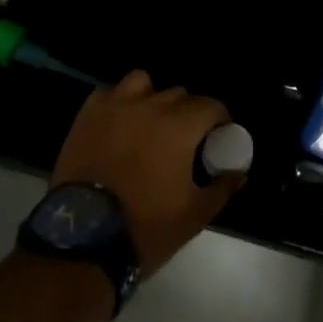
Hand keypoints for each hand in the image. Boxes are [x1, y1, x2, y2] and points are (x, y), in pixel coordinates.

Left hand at [52, 71, 243, 275]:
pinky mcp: (87, 115)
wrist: (83, 238)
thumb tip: (239, 173)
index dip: (219, 120)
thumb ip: (222, 187)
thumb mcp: (194, 215)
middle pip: (179, 95)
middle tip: (185, 139)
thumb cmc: (145, 226)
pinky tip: (119, 123)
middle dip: (188, 113)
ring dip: (152, 98)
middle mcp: (150, 106)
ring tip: (149, 122)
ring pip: (143, 83)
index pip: (211, 105)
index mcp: (180, 126)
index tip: (218, 137)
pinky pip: (109, 93)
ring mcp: (115, 106)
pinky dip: (118, 103)